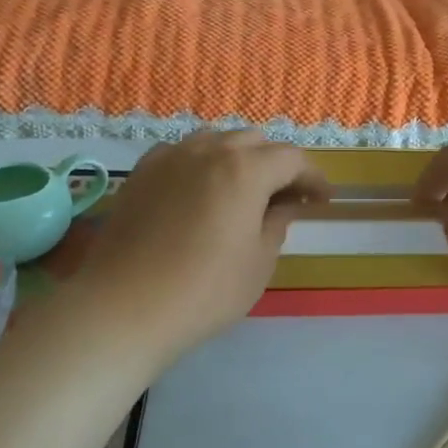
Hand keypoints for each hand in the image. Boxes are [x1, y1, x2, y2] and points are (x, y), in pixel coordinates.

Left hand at [73, 130, 329, 362]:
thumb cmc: (204, 291)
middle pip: (253, 141)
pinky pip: (181, 153)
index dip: (312, 177)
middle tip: (286, 197)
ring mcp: (170, 157)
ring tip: (243, 190)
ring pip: (215, 141)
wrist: (124, 306)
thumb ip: (277, 223)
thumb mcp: (258, 263)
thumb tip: (285, 205)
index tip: (322, 200)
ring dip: (238, 158)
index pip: (291, 158)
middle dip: (276, 163)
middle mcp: (208, 150)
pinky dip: (201, 164)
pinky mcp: (141, 173)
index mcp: (245, 169)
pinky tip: (199, 191)